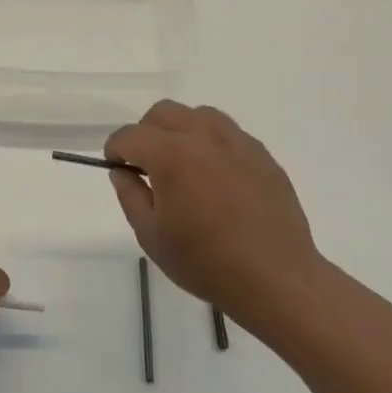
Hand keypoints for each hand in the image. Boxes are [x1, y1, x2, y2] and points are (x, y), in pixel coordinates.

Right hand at [105, 101, 321, 318]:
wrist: (276, 279)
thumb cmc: (206, 262)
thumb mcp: (151, 235)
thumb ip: (130, 195)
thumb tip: (122, 171)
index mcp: (170, 155)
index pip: (129, 135)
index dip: (115, 150)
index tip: (117, 168)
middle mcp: (203, 137)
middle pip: (162, 113)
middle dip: (146, 133)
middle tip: (147, 166)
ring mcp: (237, 142)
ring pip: (198, 115)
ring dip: (180, 131)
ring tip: (183, 165)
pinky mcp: (262, 155)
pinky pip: (228, 133)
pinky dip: (211, 144)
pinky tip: (215, 177)